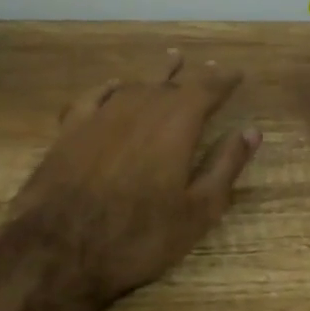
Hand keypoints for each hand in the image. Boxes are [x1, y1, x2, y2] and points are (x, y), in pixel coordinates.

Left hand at [12, 50, 261, 300]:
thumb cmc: (139, 235)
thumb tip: (251, 131)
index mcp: (177, 123)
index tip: (236, 73)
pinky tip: (113, 85)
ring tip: (171, 62)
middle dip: (194, 76)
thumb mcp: (198, 210)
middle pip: (172, 83)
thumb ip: (225, 166)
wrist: (58, 248)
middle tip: (209, 68)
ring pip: (135, 84)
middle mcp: (141, 107)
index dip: (224, 80)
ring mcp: (101, 115)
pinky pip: (94, 95)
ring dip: (156, 75)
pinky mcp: (70, 129)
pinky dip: (110, 87)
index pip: (207, 89)